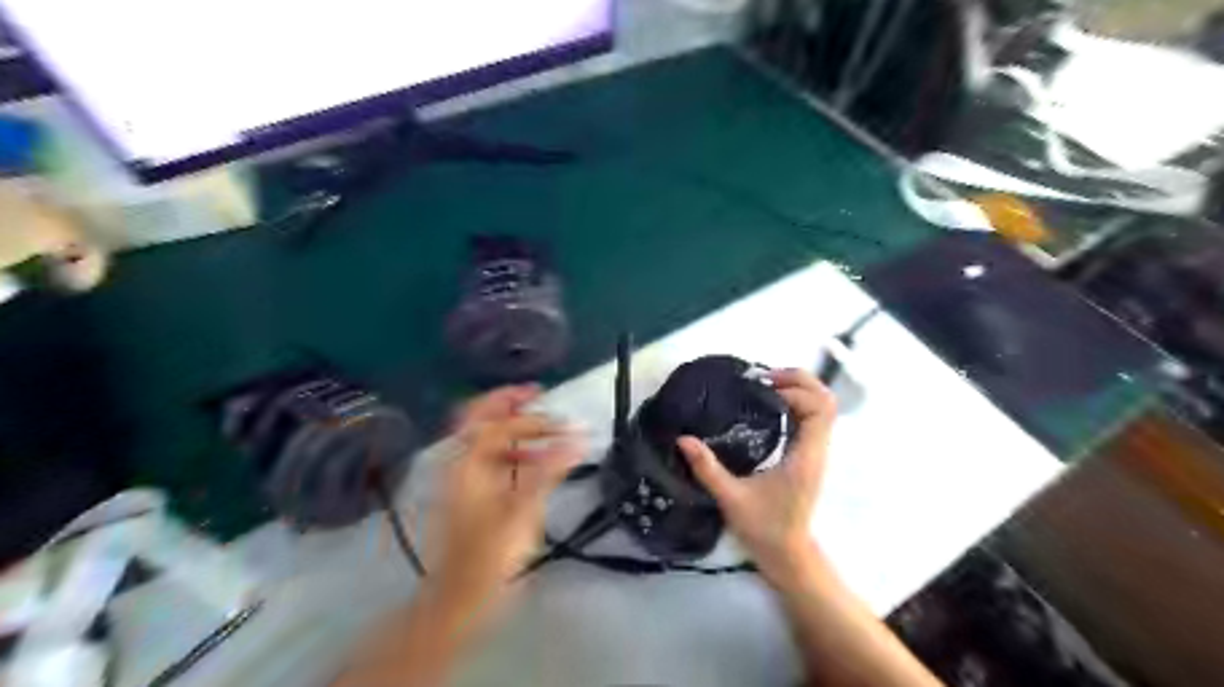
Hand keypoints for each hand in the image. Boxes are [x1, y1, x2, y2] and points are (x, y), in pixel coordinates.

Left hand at [430, 389, 582, 609]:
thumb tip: (577, 439)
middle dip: (508, 400)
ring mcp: (461, 476)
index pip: (502, 425)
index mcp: (467, 462)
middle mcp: (459, 462)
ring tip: (541, 422)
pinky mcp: (468, 491)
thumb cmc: (488, 554)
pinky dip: (510, 448)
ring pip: (483, 435)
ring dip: (511, 424)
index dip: (537, 421)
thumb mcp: (522, 510)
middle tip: (536, 392)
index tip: (567, 424)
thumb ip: (549, 470)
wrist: (458, 596)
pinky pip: (488, 456)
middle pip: (478, 416)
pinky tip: (532, 459)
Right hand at [673, 371, 837, 583]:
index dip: (794, 391)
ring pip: (822, 407)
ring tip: (765, 386)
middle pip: (826, 401)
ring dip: (799, 389)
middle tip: (764, 378)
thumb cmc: (763, 528)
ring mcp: (816, 452)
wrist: (788, 554)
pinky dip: (796, 402)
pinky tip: (768, 405)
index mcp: (805, 457)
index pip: (818, 410)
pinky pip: (812, 417)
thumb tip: (683, 439)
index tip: (762, 389)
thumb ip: (707, 469)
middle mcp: (817, 450)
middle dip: (799, 381)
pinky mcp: (810, 455)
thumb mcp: (731, 498)